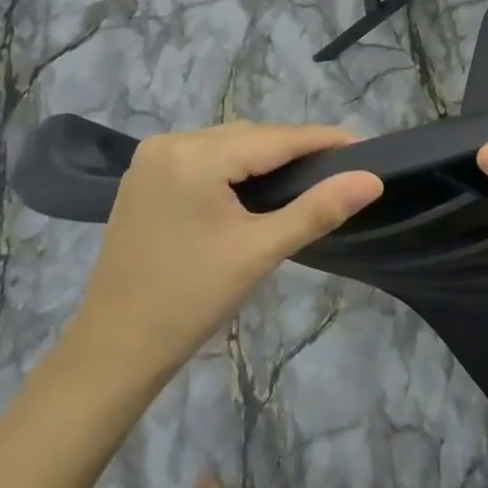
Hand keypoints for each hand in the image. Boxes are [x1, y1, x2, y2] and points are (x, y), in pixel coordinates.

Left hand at [65, 122, 382, 384]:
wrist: (115, 349)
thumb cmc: (191, 301)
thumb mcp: (260, 252)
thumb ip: (317, 209)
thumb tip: (371, 179)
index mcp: (195, 156)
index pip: (273, 138)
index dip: (321, 139)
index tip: (362, 144)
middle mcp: (169, 142)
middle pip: (248, 137)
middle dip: (293, 149)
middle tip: (338, 167)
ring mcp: (151, 158)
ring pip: (225, 144)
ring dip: (263, 157)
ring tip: (305, 176)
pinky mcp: (143, 177)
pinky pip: (202, 157)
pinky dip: (233, 166)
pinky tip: (254, 186)